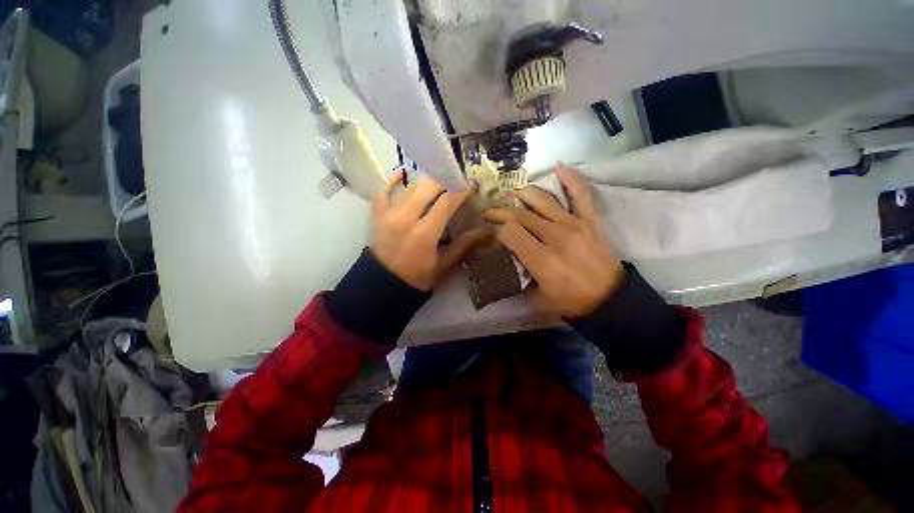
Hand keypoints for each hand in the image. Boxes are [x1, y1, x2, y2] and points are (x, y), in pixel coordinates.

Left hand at [371, 171, 488, 290]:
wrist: (383, 286)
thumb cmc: (418, 278)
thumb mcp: (444, 265)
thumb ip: (465, 245)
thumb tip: (487, 231)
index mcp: (424, 233)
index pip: (447, 202)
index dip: (461, 190)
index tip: (471, 185)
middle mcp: (405, 218)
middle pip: (429, 187)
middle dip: (446, 181)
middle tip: (457, 183)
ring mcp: (389, 214)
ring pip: (411, 186)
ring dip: (428, 182)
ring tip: (440, 182)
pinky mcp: (378, 215)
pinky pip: (384, 191)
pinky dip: (394, 180)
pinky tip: (404, 173)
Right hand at [486, 164, 625, 317]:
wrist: (610, 299)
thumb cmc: (571, 301)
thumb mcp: (538, 298)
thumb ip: (520, 279)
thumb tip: (508, 261)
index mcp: (540, 259)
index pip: (510, 232)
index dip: (498, 230)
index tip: (493, 233)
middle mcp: (554, 237)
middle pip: (521, 215)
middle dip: (502, 211)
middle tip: (492, 211)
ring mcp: (573, 224)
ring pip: (543, 200)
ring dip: (524, 193)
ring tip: (512, 192)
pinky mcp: (589, 220)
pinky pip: (580, 194)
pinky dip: (570, 178)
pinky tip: (558, 167)